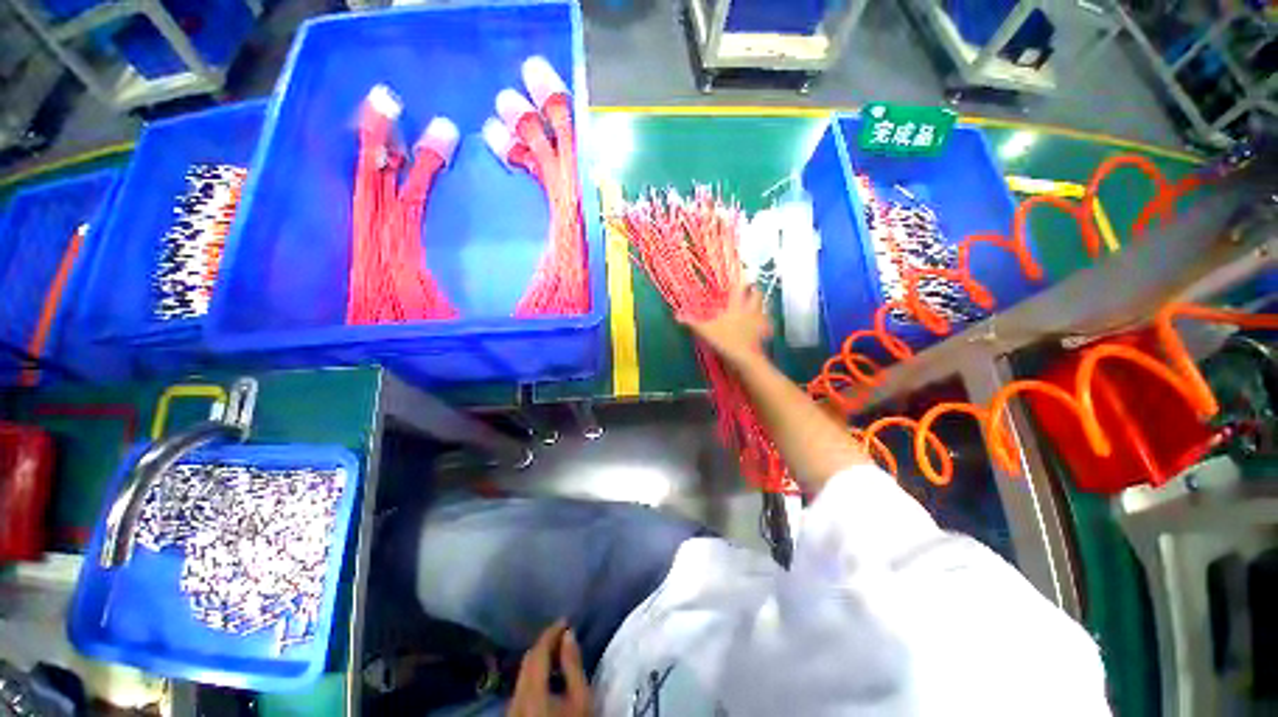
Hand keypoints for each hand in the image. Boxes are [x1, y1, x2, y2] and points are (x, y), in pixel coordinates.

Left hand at [510, 620, 590, 716]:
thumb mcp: (581, 699)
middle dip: (545, 644)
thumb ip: (573, 665)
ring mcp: (511, 709)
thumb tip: (569, 634)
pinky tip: (548, 676)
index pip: (538, 651)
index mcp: (531, 691)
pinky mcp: (513, 716)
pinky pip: (521, 686)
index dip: (551, 632)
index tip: (566, 620)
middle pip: (527, 661)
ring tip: (558, 653)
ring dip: (539, 659)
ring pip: (522, 674)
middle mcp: (516, 698)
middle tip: (564, 634)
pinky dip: (534, 674)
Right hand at [682, 286, 772, 367]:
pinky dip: (766, 323)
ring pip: (764, 306)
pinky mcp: (764, 333)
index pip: (740, 286)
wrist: (746, 357)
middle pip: (756, 293)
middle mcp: (750, 309)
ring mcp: (759, 320)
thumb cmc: (726, 340)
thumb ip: (691, 322)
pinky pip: (768, 325)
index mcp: (736, 305)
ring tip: (755, 305)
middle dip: (753, 289)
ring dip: (761, 304)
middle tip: (749, 289)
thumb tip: (676, 314)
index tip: (741, 272)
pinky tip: (763, 326)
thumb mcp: (705, 331)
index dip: (740, 278)